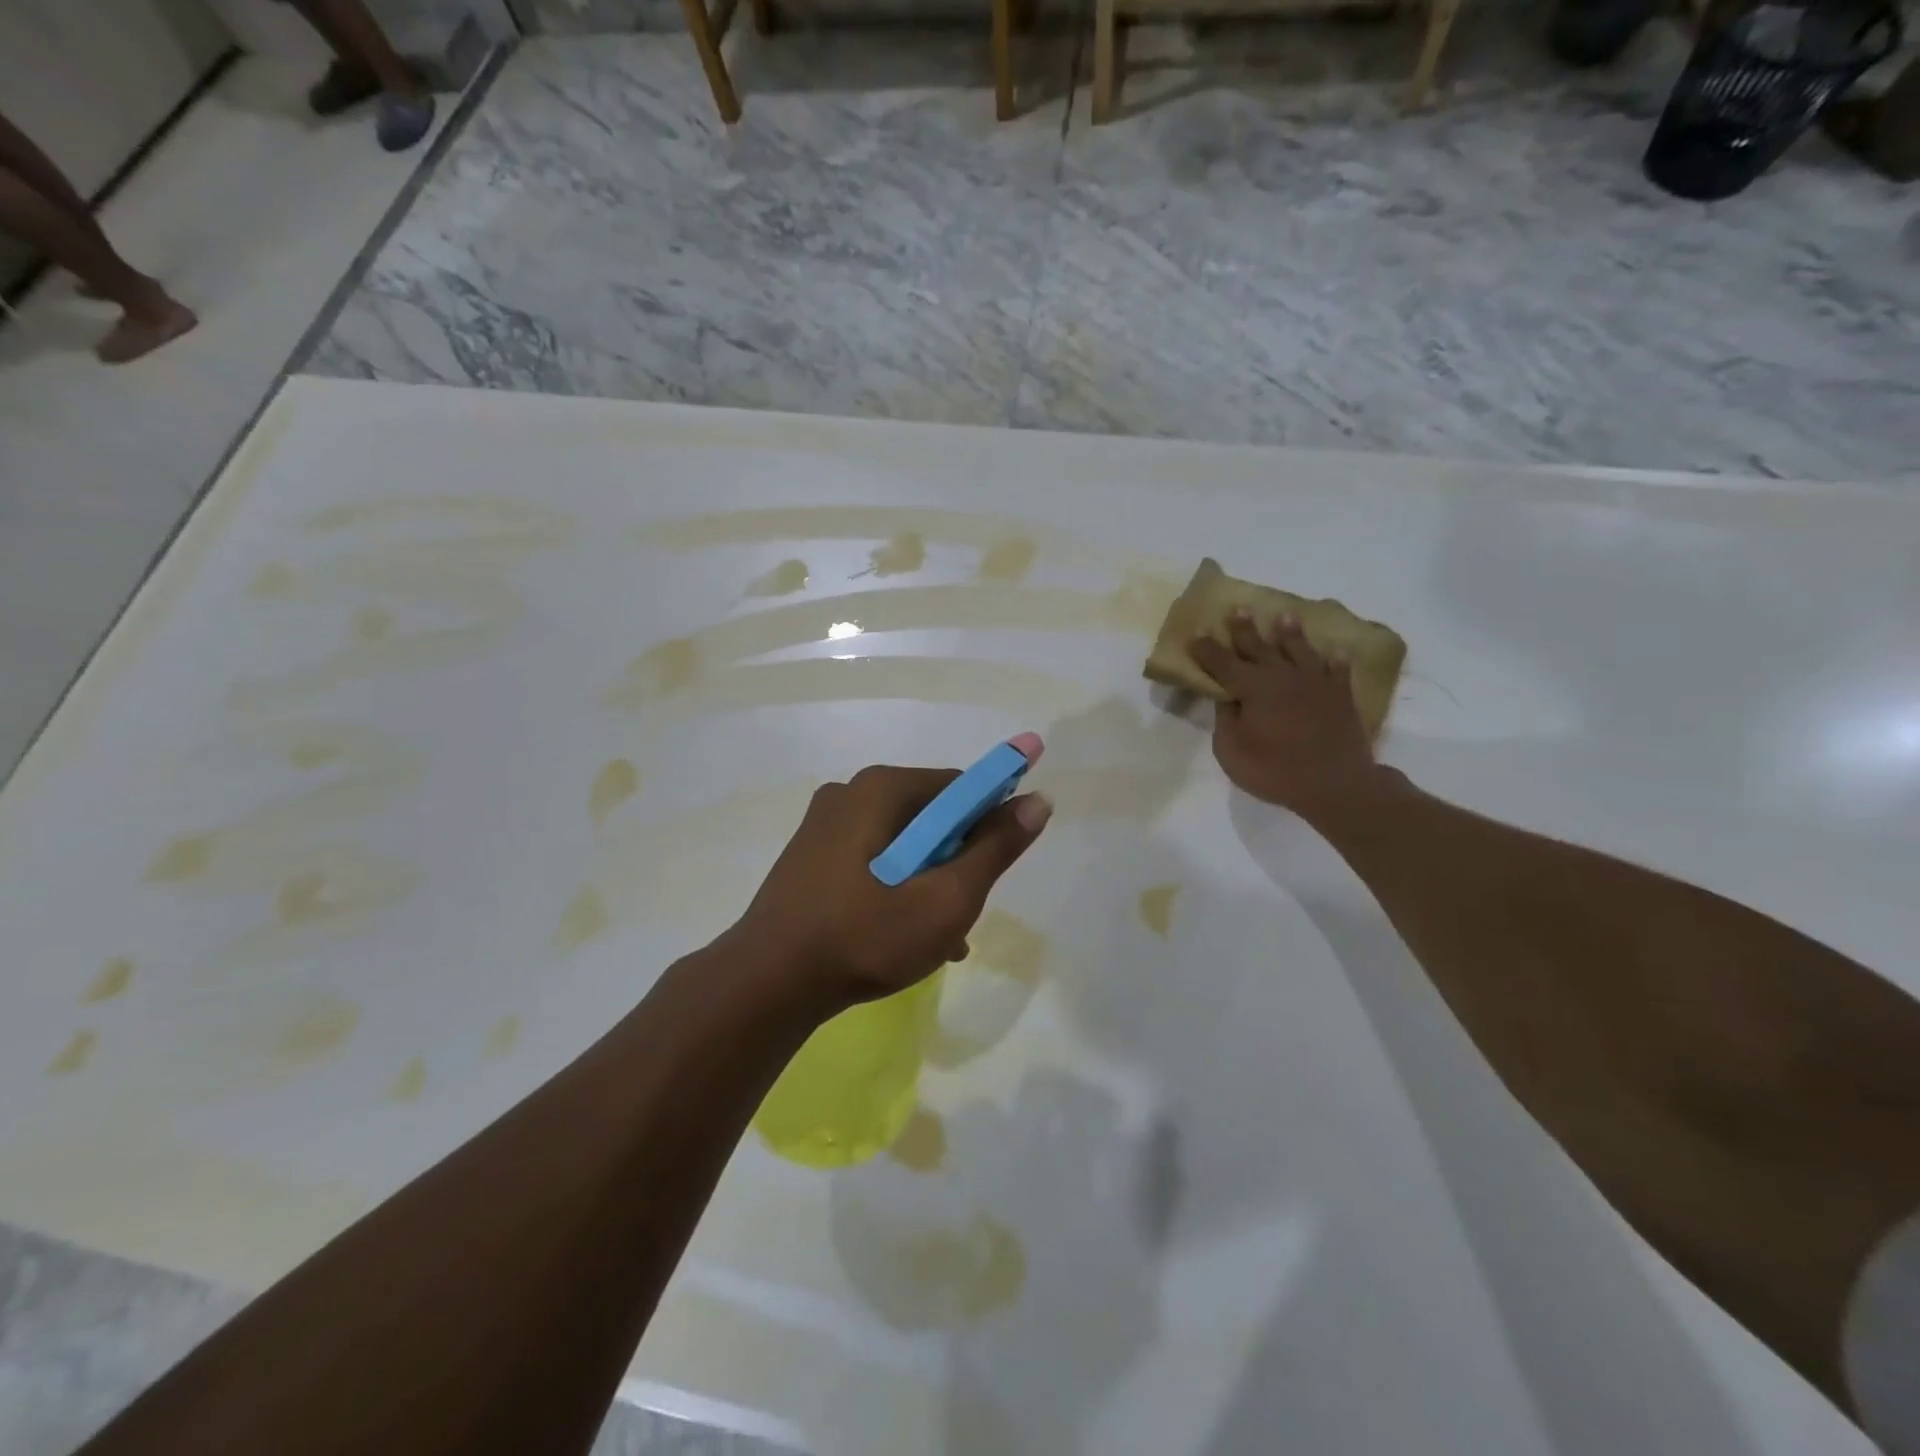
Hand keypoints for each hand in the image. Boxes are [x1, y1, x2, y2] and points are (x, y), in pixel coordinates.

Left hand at [733, 765, 1051, 1011]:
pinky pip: (872, 860)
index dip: (989, 822)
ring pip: (902, 843)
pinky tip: (904, 936)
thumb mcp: (946, 899)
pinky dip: (896, 888)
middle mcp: (850, 792)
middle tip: (962, 913)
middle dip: (956, 861)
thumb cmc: (864, 937)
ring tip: (939, 938)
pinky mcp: (810, 855)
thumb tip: (1039, 800)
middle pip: (931, 816)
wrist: (766, 985)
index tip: (993, 870)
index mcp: (881, 787)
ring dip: (928, 882)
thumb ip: (995, 849)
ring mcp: (824, 824)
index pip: (960, 787)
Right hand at [1191, 611, 1381, 820]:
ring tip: (1284, 616)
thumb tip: (1226, 697)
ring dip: (1290, 633)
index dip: (1207, 649)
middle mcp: (1283, 676)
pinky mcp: (1341, 696)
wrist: (1336, 784)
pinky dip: (1334, 661)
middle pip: (1259, 647)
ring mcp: (1316, 683)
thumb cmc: (1275, 770)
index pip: (1223, 662)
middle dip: (1244, 630)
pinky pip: (1337, 671)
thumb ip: (1225, 720)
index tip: (1196, 633)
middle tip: (1237, 610)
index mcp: (1253, 687)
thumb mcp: (1232, 751)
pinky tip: (1334, 654)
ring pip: (1300, 650)